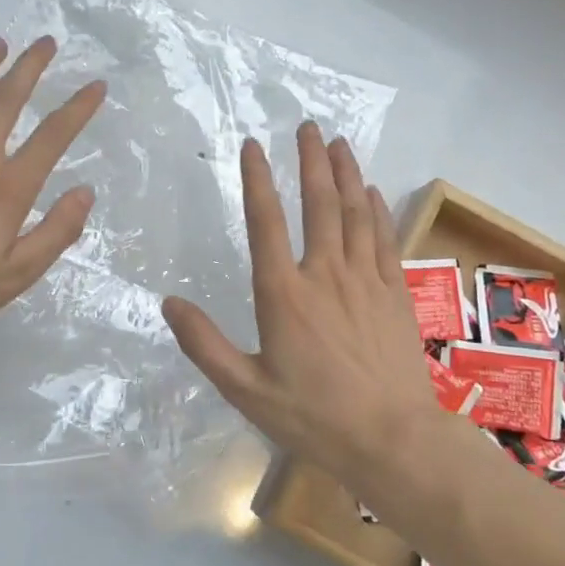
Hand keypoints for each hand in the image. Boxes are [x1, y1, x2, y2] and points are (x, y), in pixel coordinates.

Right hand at [162, 123, 436, 493]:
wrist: (393, 440)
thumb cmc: (313, 417)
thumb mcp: (245, 389)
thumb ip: (204, 344)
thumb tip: (169, 303)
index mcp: (284, 294)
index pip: (266, 223)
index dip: (257, 180)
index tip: (253, 145)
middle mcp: (325, 275)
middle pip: (318, 204)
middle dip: (311, 161)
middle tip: (307, 125)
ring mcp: (366, 281)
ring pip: (355, 213)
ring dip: (346, 174)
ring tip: (339, 143)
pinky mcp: (394, 295)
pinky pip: (385, 240)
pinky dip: (376, 210)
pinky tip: (371, 192)